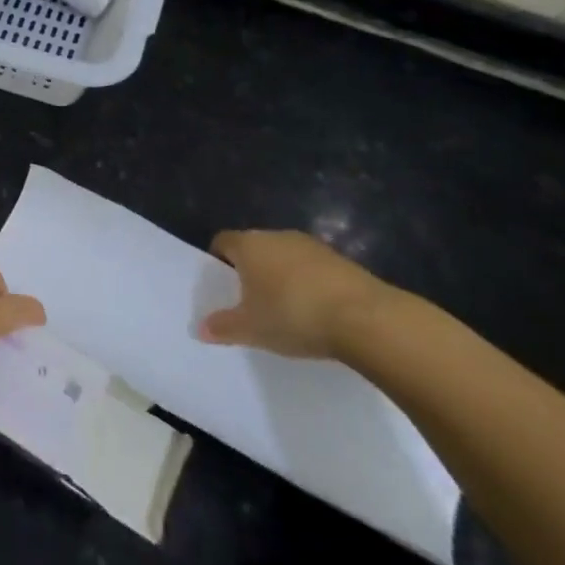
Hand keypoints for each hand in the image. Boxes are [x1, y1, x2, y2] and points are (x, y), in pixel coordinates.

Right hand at [198, 229, 395, 359]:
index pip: (223, 241)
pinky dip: (308, 283)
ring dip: (281, 276)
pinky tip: (315, 311)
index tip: (221, 285)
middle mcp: (276, 236)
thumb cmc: (293, 315)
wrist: (364, 318)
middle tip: (250, 301)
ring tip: (284, 309)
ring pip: (284, 256)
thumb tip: (200, 328)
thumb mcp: (251, 329)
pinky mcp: (339, 259)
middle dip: (250, 270)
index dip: (218, 261)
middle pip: (254, 247)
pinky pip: (311, 268)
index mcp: (249, 245)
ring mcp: (310, 245)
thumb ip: (223, 327)